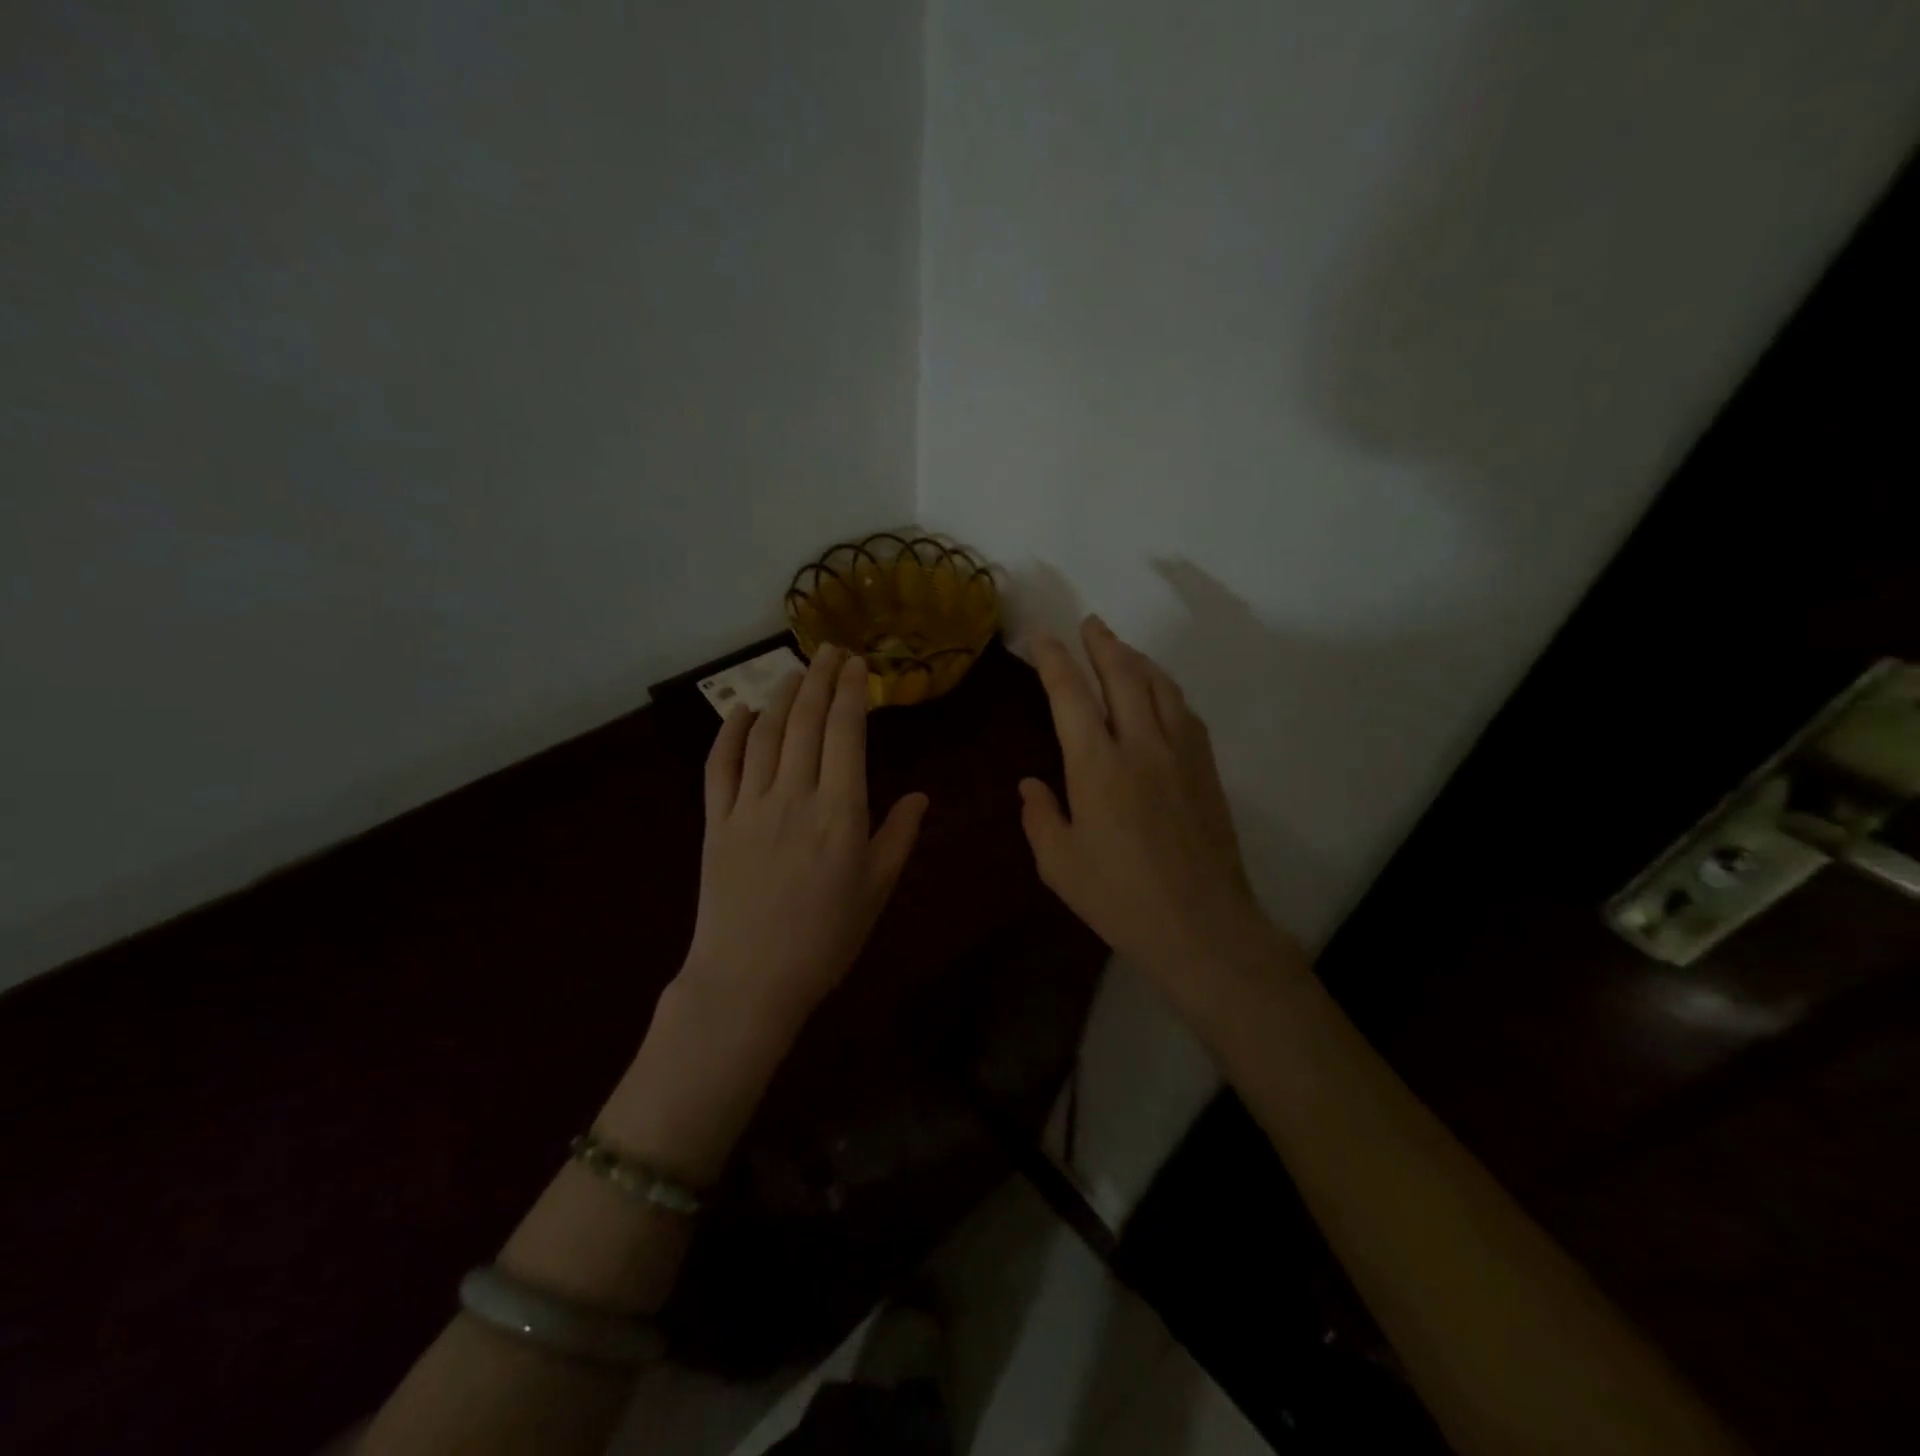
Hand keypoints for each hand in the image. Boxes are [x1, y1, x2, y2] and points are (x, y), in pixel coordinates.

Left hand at [680, 644, 928, 1036]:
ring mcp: (749, 806)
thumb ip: (899, 837)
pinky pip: (720, 766)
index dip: (852, 693)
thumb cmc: (825, 940)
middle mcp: (794, 796)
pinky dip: (729, 733)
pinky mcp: (716, 821)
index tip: (857, 664)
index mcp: (840, 812)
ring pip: (765, 735)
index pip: (846, 734)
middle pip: (805, 722)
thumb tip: (920, 796)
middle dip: (820, 679)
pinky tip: (740, 711)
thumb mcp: (876, 891)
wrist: (749, 981)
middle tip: (829, 650)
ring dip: (781, 696)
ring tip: (795, 671)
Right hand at [1020, 617, 1295, 1016]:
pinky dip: (1167, 690)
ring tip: (1121, 649)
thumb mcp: (1059, 865)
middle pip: (1123, 675)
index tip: (1042, 639)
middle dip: (1103, 643)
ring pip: (1160, 687)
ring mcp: (1181, 754)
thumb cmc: (1120, 898)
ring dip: (1138, 660)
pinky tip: (1161, 694)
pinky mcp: (1206, 770)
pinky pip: (1185, 713)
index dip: (1054, 660)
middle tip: (1090, 623)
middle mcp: (1141, 746)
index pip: (1070, 695)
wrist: (1201, 925)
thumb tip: (1030, 784)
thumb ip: (1040, 817)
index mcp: (1097, 766)